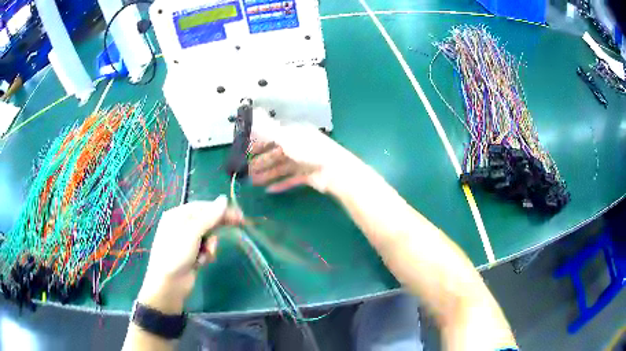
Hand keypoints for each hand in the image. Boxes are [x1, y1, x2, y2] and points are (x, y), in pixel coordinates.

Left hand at [138, 195, 241, 313]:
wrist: (168, 284)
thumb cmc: (176, 253)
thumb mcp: (192, 232)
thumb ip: (209, 216)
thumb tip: (224, 199)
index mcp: (178, 215)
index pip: (203, 206)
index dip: (221, 210)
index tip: (239, 215)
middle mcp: (181, 225)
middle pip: (206, 220)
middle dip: (217, 227)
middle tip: (240, 225)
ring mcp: (186, 241)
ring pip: (208, 236)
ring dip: (210, 245)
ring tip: (206, 254)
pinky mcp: (191, 254)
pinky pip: (205, 249)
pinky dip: (206, 254)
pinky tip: (201, 262)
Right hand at [249, 109, 357, 192]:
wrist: (336, 171)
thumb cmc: (310, 151)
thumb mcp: (286, 138)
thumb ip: (268, 128)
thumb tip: (253, 112)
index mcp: (294, 133)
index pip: (272, 136)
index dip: (258, 143)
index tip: (246, 152)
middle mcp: (299, 145)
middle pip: (276, 153)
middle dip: (261, 161)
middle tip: (247, 171)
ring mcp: (304, 161)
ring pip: (282, 167)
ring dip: (267, 173)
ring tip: (254, 182)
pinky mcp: (309, 175)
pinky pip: (291, 179)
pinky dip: (281, 184)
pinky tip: (270, 190)